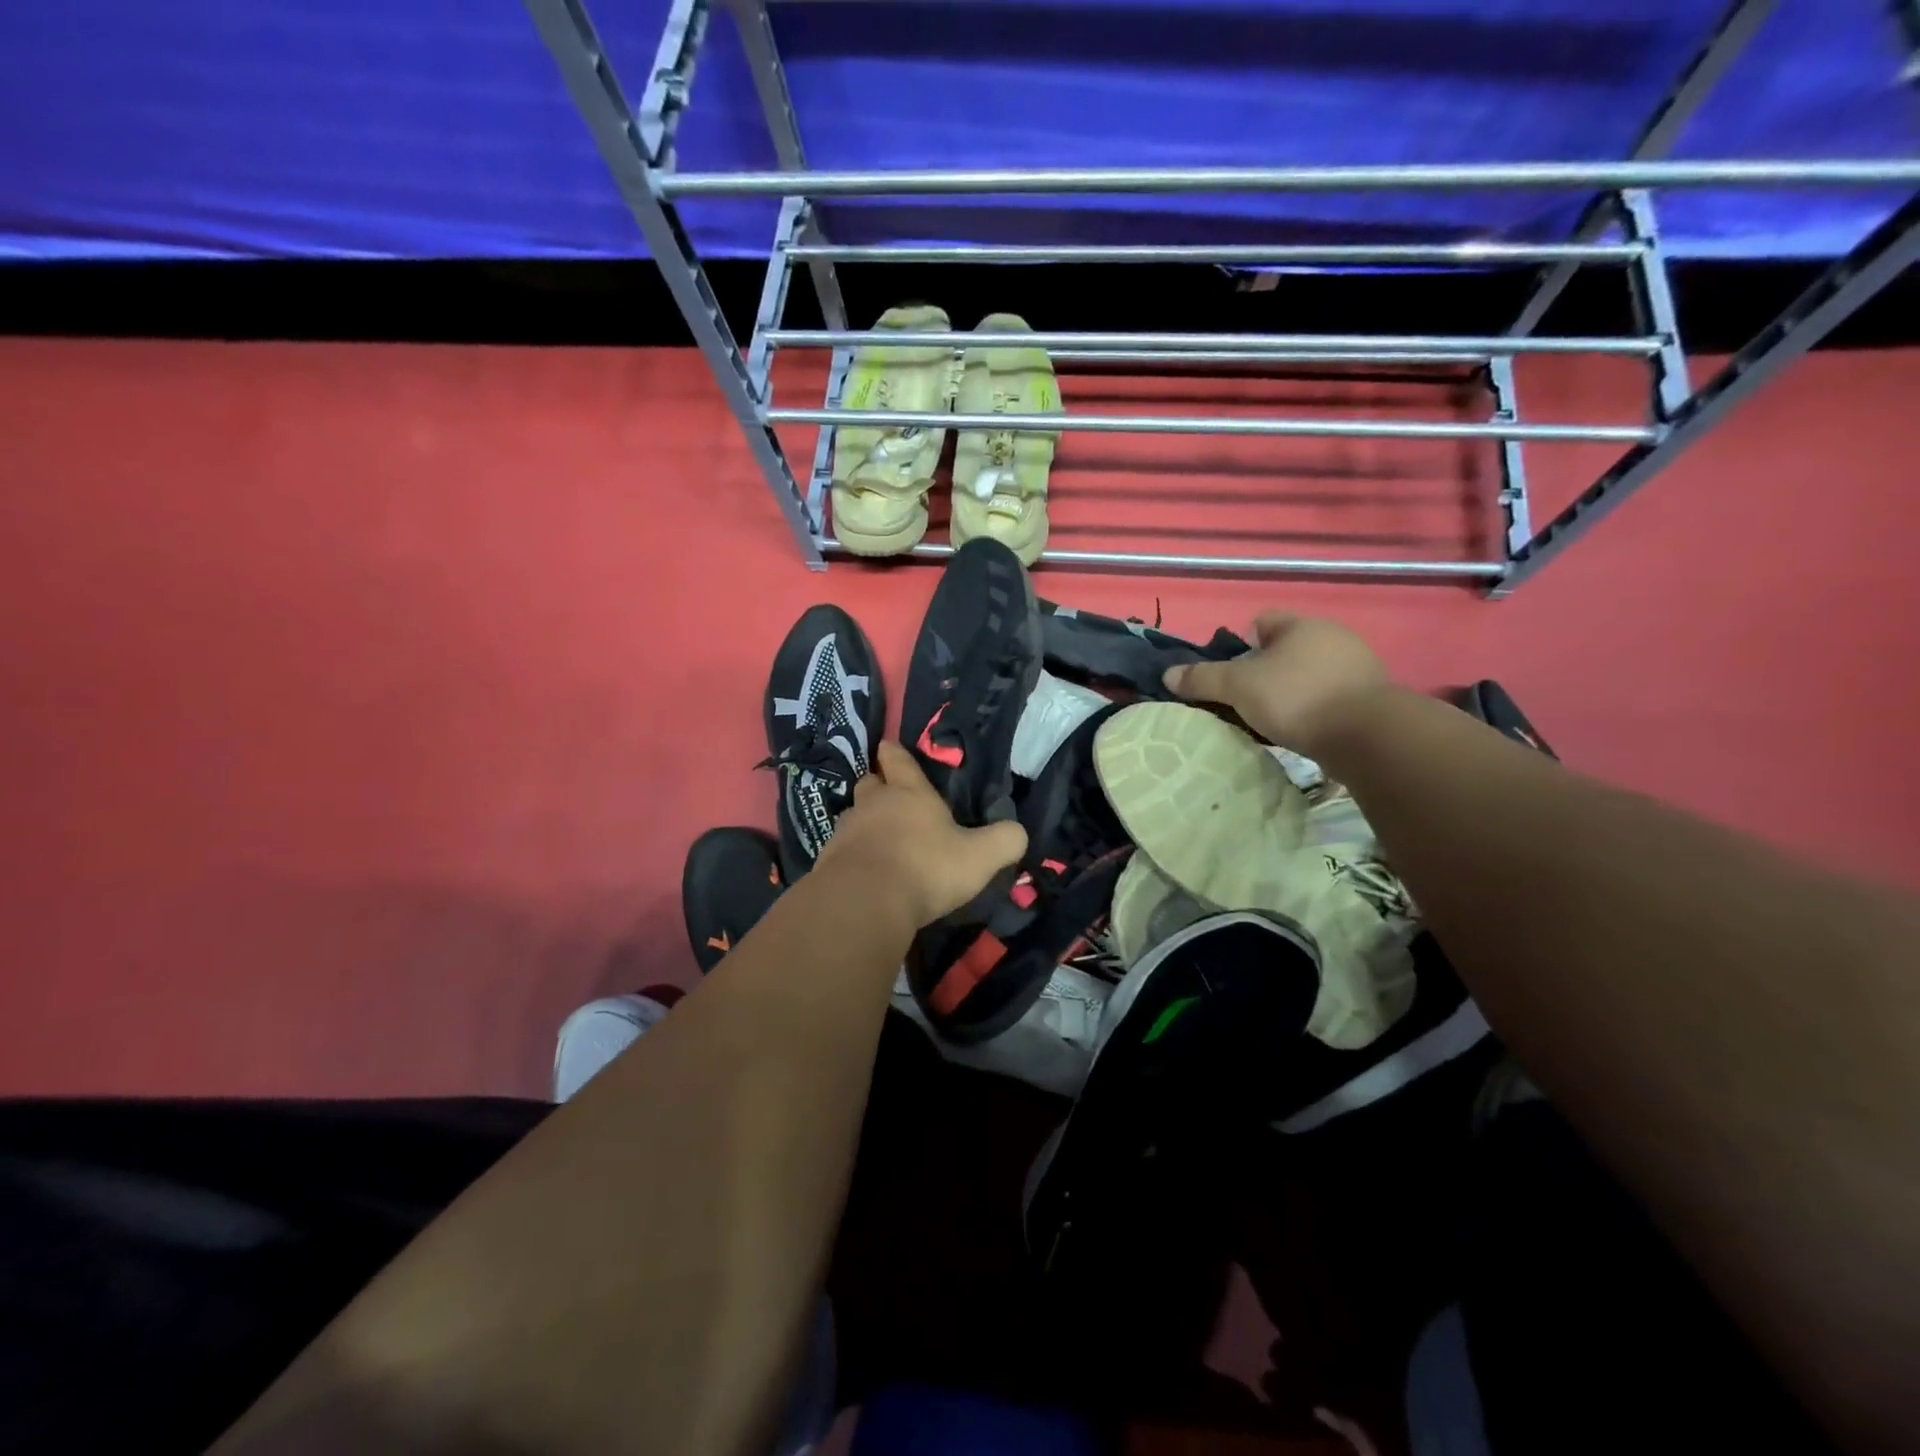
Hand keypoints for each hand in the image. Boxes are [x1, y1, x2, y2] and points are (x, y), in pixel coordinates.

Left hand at [819, 740, 1028, 929]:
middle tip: (888, 796)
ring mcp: (846, 831)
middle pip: (869, 783)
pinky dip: (851, 854)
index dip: (895, 752)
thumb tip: (1018, 832)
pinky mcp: (827, 860)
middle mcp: (874, 804)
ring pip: (853, 816)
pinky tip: (862, 871)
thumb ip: (1004, 841)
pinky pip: (840, 849)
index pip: (898, 760)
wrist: (864, 902)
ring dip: (863, 822)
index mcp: (909, 793)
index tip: (889, 746)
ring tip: (877, 838)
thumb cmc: (926, 868)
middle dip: (878, 785)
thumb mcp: (979, 858)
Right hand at [1163, 614, 1391, 755]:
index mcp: (1301, 625)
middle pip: (1286, 649)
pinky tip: (1301, 731)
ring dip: (1290, 692)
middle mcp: (1333, 638)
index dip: (1241, 642)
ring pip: (1309, 674)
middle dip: (1264, 670)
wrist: (1368, 736)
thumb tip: (1168, 674)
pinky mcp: (1371, 699)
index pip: (1263, 621)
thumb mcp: (1238, 687)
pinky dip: (1312, 710)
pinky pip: (1329, 697)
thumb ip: (1202, 679)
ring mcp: (1357, 668)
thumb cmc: (1296, 698)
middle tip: (1244, 698)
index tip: (1230, 671)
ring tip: (1270, 719)